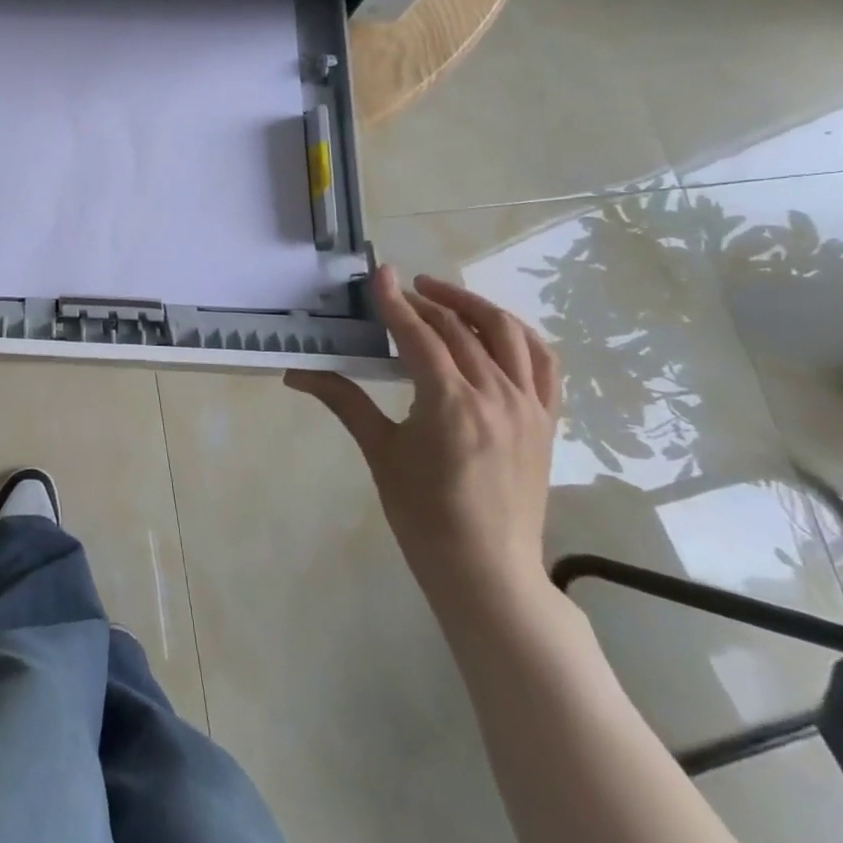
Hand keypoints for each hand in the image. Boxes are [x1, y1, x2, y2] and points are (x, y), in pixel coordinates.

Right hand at [287, 266, 561, 626]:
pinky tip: (494, 331)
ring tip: (442, 296)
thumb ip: (343, 400)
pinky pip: (544, 364)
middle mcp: (497, 397)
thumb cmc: (424, 514)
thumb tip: (294, 372)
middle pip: (459, 330)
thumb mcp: (379, 452)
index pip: (420, 335)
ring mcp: (530, 408)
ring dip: (473, 307)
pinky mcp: (547, 421)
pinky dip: (519, 336)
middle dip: (425, 302)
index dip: (395, 301)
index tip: (379, 272)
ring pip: (508, 335)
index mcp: (452, 405)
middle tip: (396, 292)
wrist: (486, 570)